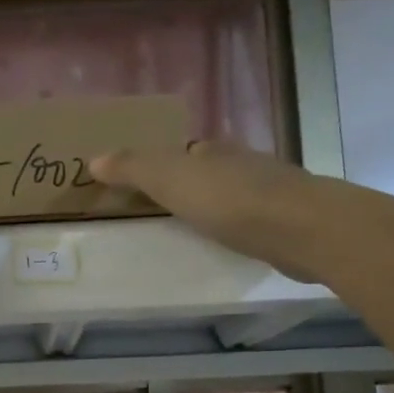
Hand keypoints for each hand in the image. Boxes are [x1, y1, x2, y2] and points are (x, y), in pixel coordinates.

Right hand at [91, 141, 314, 266]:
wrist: (299, 228)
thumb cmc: (228, 199)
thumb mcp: (169, 178)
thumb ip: (133, 168)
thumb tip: (94, 159)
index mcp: (214, 150)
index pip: (184, 151)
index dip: (164, 163)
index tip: (145, 184)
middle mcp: (243, 163)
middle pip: (209, 170)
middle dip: (190, 185)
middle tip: (163, 209)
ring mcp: (269, 192)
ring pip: (233, 194)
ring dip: (215, 206)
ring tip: (193, 229)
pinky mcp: (285, 222)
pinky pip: (251, 220)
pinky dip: (237, 226)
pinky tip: (230, 241)